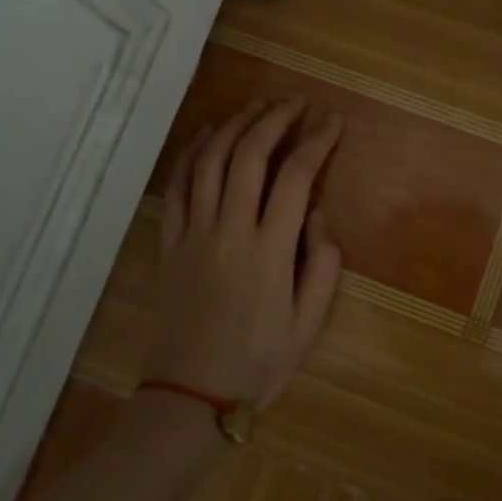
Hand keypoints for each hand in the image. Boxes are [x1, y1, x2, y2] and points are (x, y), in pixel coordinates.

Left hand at [140, 98, 344, 408]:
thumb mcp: (308, 326)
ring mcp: (193, 234)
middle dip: (275, 119)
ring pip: (210, 162)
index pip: (296, 177)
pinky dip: (191, 153)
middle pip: (249, 155)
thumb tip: (318, 217)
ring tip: (257, 106)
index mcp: (269, 251)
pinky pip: (177, 187)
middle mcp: (229, 230)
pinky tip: (206, 134)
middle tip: (295, 101)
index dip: (316, 142)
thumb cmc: (256, 365)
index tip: (332, 121)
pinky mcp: (169, 243)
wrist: (189, 399)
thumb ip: (321, 266)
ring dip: (235, 125)